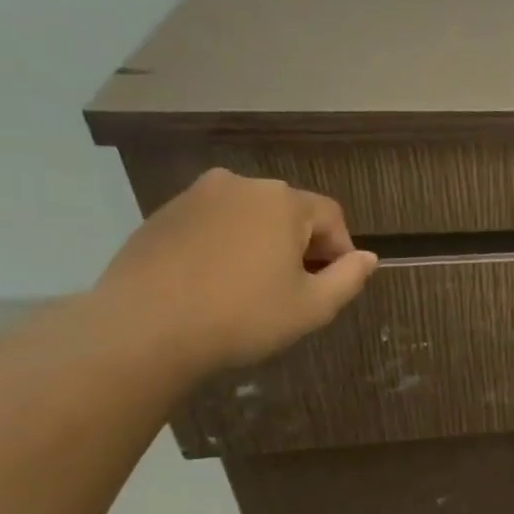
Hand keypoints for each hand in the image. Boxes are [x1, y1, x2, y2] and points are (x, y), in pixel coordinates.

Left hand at [96, 168, 377, 375]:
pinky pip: (213, 224)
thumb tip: (368, 257)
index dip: (341, 250)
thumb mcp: (313, 307)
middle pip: (289, 211)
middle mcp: (241, 184)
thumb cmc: (243, 316)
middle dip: (300, 245)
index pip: (331, 216)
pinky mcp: (162, 214)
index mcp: (282, 201)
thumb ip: (349, 278)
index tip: (332, 285)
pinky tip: (215, 283)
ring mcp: (196, 196)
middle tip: (295, 289)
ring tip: (253, 286)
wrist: (144, 329)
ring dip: (262, 244)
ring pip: (249, 216)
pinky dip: (225, 246)